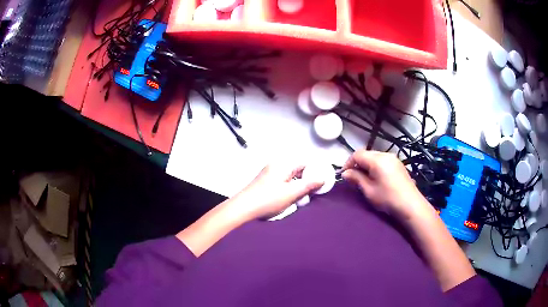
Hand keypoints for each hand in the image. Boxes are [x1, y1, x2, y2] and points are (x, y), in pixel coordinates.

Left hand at [231, 162, 324, 220]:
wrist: (242, 208)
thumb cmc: (267, 199)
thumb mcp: (291, 193)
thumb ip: (308, 185)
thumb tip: (321, 178)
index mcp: (283, 164)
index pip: (305, 163)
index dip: (314, 172)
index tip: (320, 184)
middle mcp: (276, 165)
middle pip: (297, 170)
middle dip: (305, 181)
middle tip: (310, 194)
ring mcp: (269, 173)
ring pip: (290, 177)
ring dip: (297, 187)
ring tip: (299, 199)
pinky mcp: (265, 182)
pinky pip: (282, 182)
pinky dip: (288, 189)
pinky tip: (288, 200)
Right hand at [342, 149, 431, 220]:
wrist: (410, 205)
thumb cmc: (388, 198)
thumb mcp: (369, 190)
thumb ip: (356, 179)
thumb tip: (345, 173)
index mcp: (377, 159)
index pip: (357, 154)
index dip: (348, 163)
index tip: (344, 175)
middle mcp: (386, 154)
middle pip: (366, 154)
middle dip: (358, 164)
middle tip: (354, 178)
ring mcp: (394, 159)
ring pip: (374, 157)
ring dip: (367, 165)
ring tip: (365, 179)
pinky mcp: (398, 164)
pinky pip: (382, 160)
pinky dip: (375, 166)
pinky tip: (376, 178)